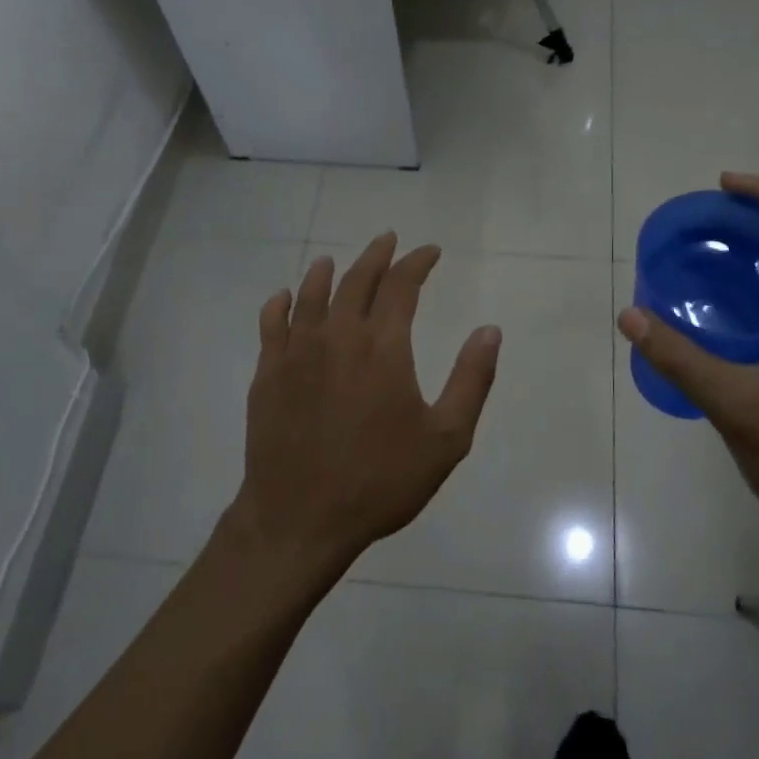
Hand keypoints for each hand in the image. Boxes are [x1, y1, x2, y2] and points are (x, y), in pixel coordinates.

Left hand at [228, 233, 501, 581]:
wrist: (300, 518)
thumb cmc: (380, 481)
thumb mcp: (446, 439)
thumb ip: (471, 380)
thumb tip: (490, 330)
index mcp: (383, 347)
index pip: (402, 286)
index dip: (417, 263)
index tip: (430, 252)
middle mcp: (338, 336)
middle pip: (356, 281)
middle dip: (376, 256)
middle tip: (388, 240)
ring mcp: (296, 352)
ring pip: (311, 295)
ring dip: (326, 272)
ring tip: (333, 260)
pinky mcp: (268, 373)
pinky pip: (272, 324)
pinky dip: (281, 304)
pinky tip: (284, 298)